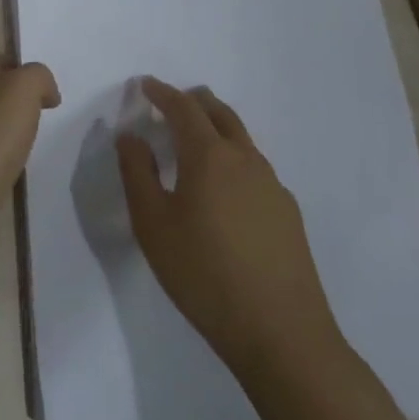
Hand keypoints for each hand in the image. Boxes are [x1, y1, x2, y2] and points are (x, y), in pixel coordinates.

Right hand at [117, 77, 342, 379]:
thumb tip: (130, 136)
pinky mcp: (288, 213)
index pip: (183, 108)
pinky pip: (255, 168)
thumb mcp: (152, 224)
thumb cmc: (203, 273)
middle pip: (220, 114)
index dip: (162, 93)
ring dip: (216, 127)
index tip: (145, 85)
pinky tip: (224, 187)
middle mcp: (245, 160)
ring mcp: (273, 186)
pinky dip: (233, 157)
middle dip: (194, 101)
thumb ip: (137, 173)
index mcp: (209, 156)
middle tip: (173, 100)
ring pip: (242, 139)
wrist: (281, 334)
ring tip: (196, 138)